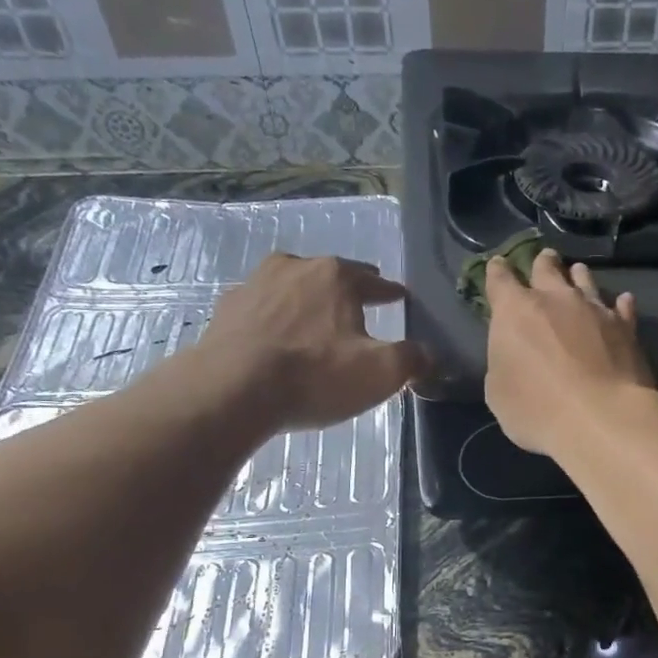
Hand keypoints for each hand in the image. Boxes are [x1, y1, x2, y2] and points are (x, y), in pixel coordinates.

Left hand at [194, 252, 425, 432]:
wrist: (233, 389)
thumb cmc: (315, 376)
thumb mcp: (381, 373)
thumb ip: (412, 360)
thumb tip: (429, 356)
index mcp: (338, 277)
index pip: (376, 282)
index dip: (391, 293)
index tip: (400, 298)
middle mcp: (297, 268)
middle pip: (333, 277)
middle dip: (349, 290)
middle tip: (360, 305)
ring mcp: (257, 284)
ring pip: (294, 287)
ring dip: (308, 300)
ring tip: (315, 320)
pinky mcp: (229, 308)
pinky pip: (262, 308)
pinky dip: (274, 318)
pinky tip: (275, 336)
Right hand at [485, 249, 657, 456]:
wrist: (601, 418)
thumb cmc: (537, 410)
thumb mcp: (499, 393)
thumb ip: (504, 363)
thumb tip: (514, 355)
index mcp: (515, 312)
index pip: (500, 280)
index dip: (497, 272)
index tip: (497, 265)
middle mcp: (555, 299)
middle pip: (547, 269)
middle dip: (542, 264)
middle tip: (544, 260)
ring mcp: (595, 309)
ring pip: (585, 280)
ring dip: (578, 276)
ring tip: (578, 273)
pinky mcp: (626, 327)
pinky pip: (622, 307)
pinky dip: (619, 304)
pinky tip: (622, 302)